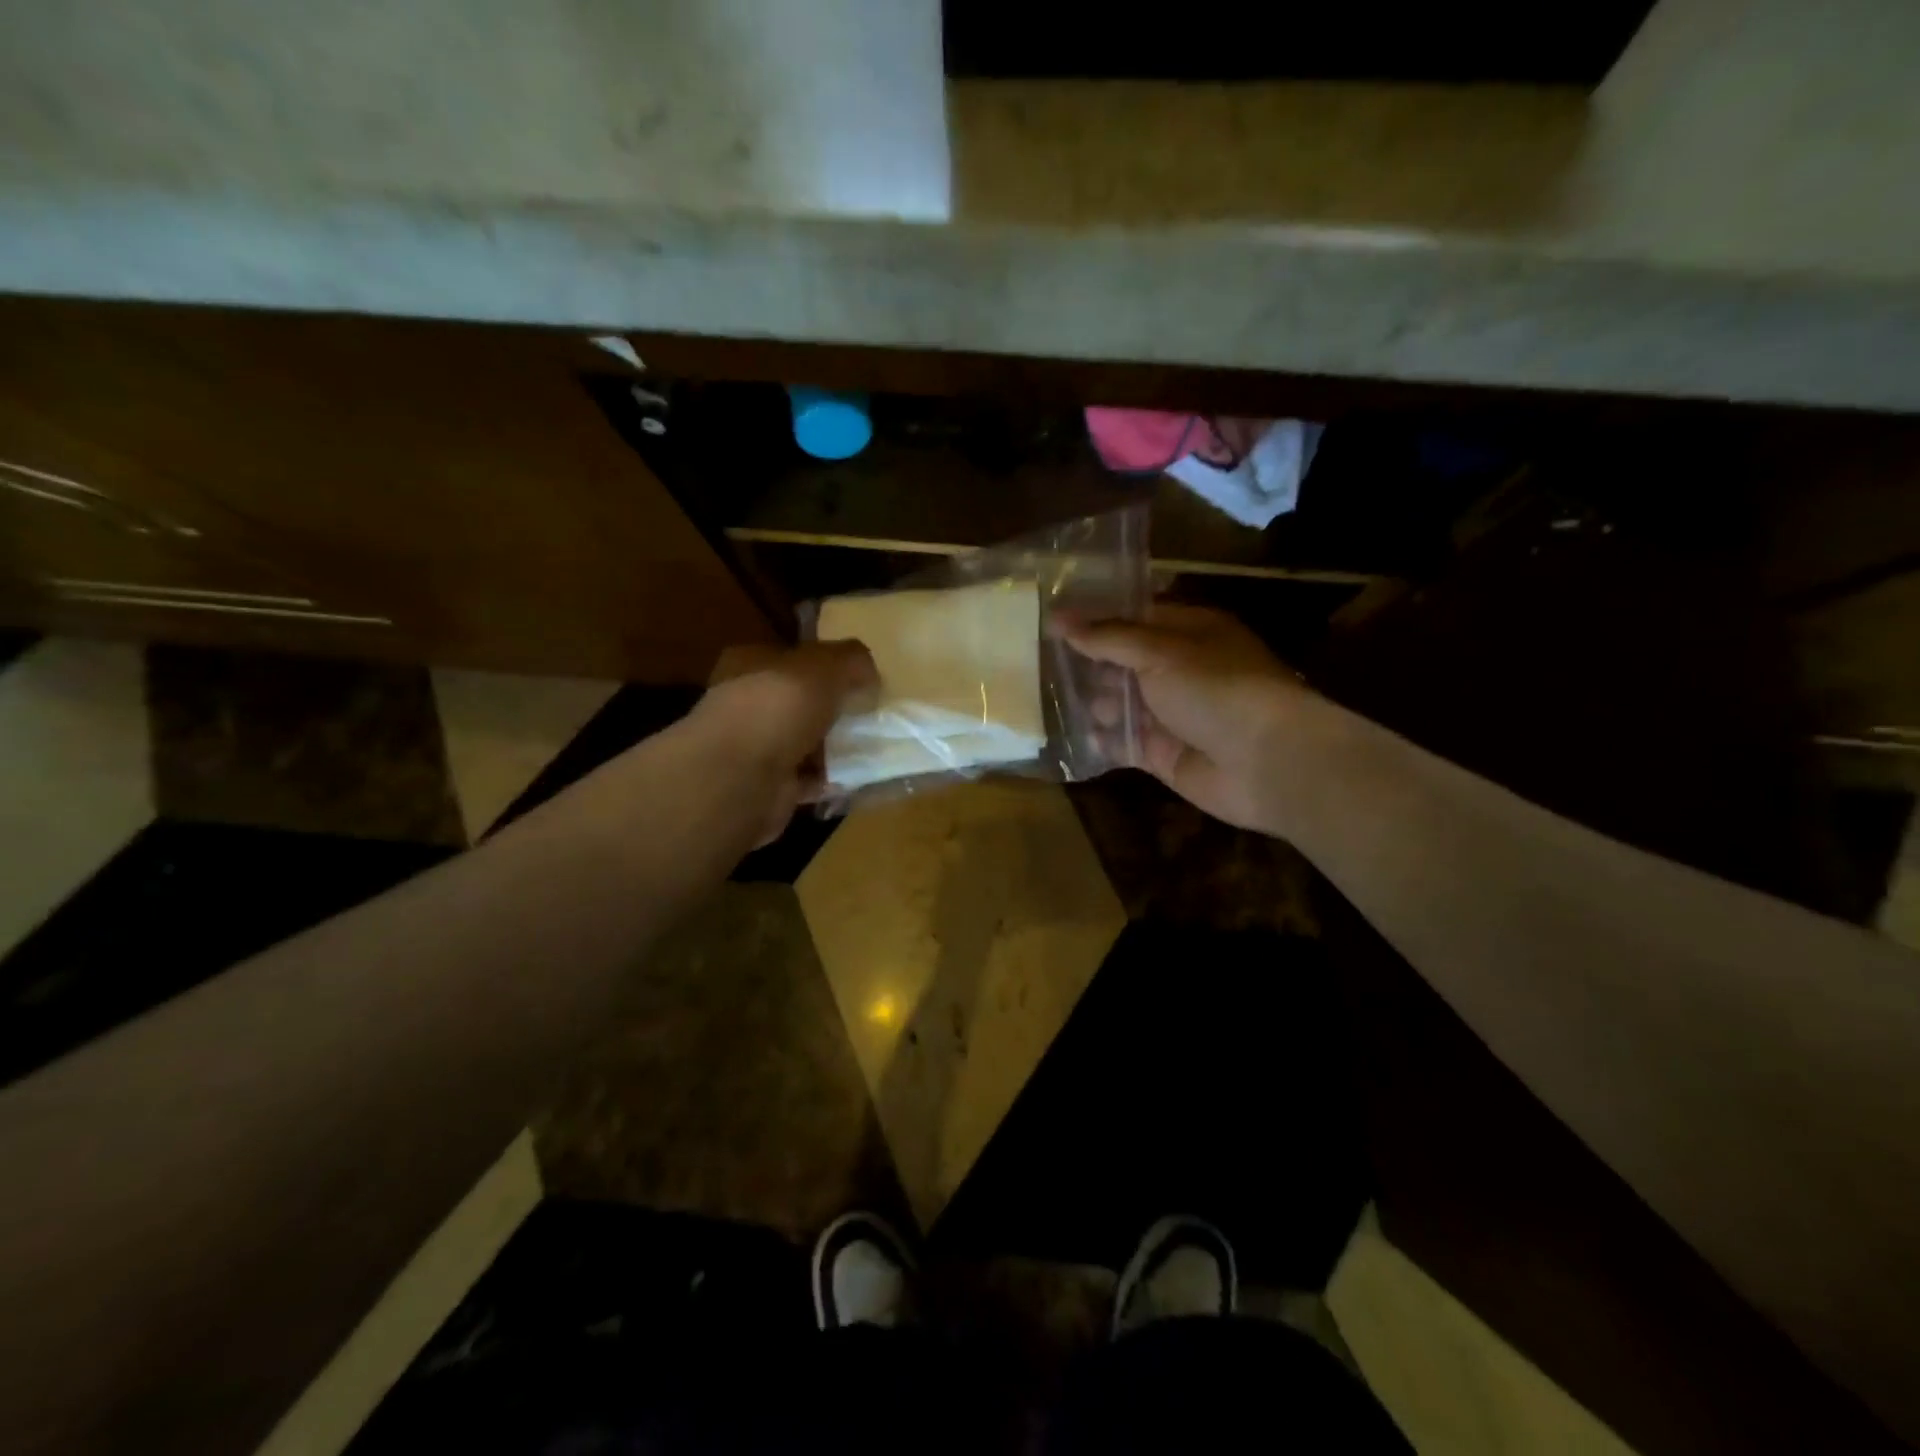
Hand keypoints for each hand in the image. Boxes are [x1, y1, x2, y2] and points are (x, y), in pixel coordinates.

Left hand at [698, 640, 877, 843]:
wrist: (741, 778)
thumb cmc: (777, 707)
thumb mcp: (824, 666)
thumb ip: (851, 660)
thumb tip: (869, 673)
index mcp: (749, 665)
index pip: (790, 658)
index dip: (824, 665)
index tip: (859, 678)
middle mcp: (747, 705)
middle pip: (799, 703)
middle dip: (833, 710)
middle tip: (870, 715)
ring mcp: (754, 749)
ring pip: (805, 742)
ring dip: (835, 748)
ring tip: (872, 748)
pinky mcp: (768, 787)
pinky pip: (809, 779)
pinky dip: (831, 780)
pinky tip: (858, 778)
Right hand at [1062, 604, 1313, 834]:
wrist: (1266, 761)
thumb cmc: (1217, 689)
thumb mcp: (1159, 652)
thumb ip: (1108, 638)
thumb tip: (1058, 617)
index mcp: (1189, 633)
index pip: (1135, 619)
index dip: (1096, 620)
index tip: (1052, 621)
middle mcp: (1180, 670)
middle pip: (1125, 663)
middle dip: (1090, 665)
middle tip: (1041, 664)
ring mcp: (1172, 714)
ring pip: (1121, 704)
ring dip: (1093, 703)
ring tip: (1056, 702)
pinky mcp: (1164, 754)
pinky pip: (1125, 743)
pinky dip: (1104, 740)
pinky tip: (1079, 737)